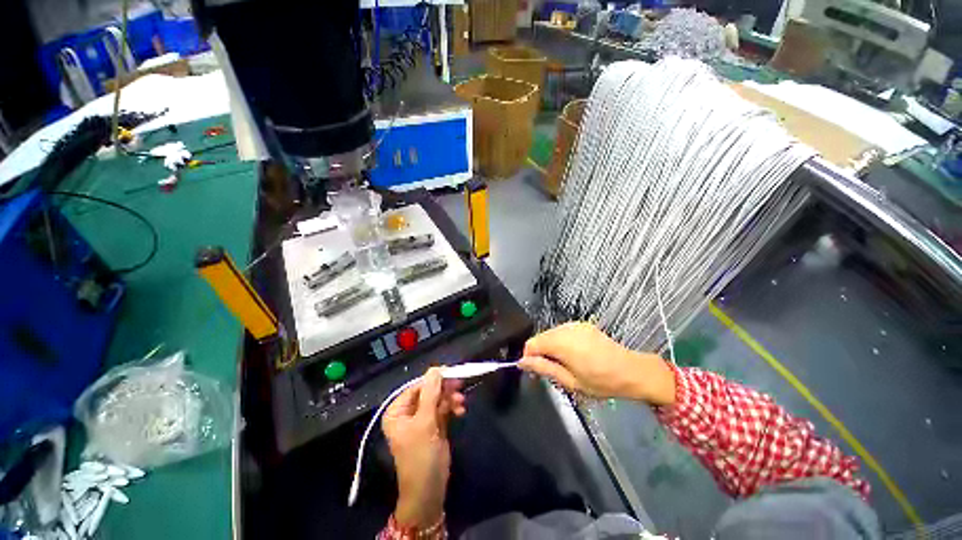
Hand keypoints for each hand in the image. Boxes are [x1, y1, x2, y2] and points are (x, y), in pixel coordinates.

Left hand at [382, 368, 465, 528]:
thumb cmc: (420, 457)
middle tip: (459, 386)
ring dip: (450, 399)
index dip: (434, 379)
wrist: (429, 491)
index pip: (416, 386)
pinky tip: (461, 411)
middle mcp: (408, 413)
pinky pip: (444, 409)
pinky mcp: (434, 426)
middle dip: (444, 390)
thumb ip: (430, 394)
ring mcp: (422, 419)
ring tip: (461, 403)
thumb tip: (435, 368)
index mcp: (397, 411)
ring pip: (438, 399)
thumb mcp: (425, 423)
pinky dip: (452, 407)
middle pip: (429, 392)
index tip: (451, 373)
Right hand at [519, 322, 675, 404]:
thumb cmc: (601, 381)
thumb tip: (522, 362)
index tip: (535, 371)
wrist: (632, 371)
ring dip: (551, 347)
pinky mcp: (582, 325)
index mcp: (561, 342)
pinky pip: (562, 332)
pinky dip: (561, 342)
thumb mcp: (570, 381)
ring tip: (565, 364)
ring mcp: (575, 325)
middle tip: (552, 371)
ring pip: (551, 334)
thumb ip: (544, 368)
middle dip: (540, 352)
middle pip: (540, 337)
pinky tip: (573, 355)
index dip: (529, 357)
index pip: (531, 344)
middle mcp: (565, 328)